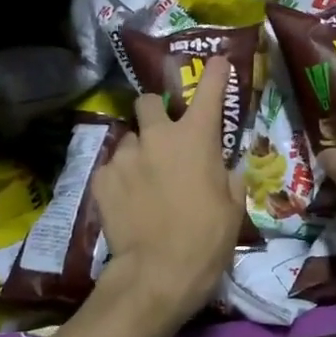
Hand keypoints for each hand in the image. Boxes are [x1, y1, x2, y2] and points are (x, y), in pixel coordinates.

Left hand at [91, 57, 245, 330]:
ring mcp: (126, 155)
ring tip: (143, 178)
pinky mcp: (102, 179)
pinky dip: (120, 177)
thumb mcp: (233, 208)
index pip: (210, 90)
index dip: (216, 73)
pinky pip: (112, 167)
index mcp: (197, 137)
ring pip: (129, 138)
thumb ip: (229, 178)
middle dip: (154, 111)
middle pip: (147, 102)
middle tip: (162, 134)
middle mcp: (158, 136)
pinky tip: (127, 199)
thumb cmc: (206, 239)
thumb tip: (225, 168)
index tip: (217, 62)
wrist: (157, 274)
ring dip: (138, 150)